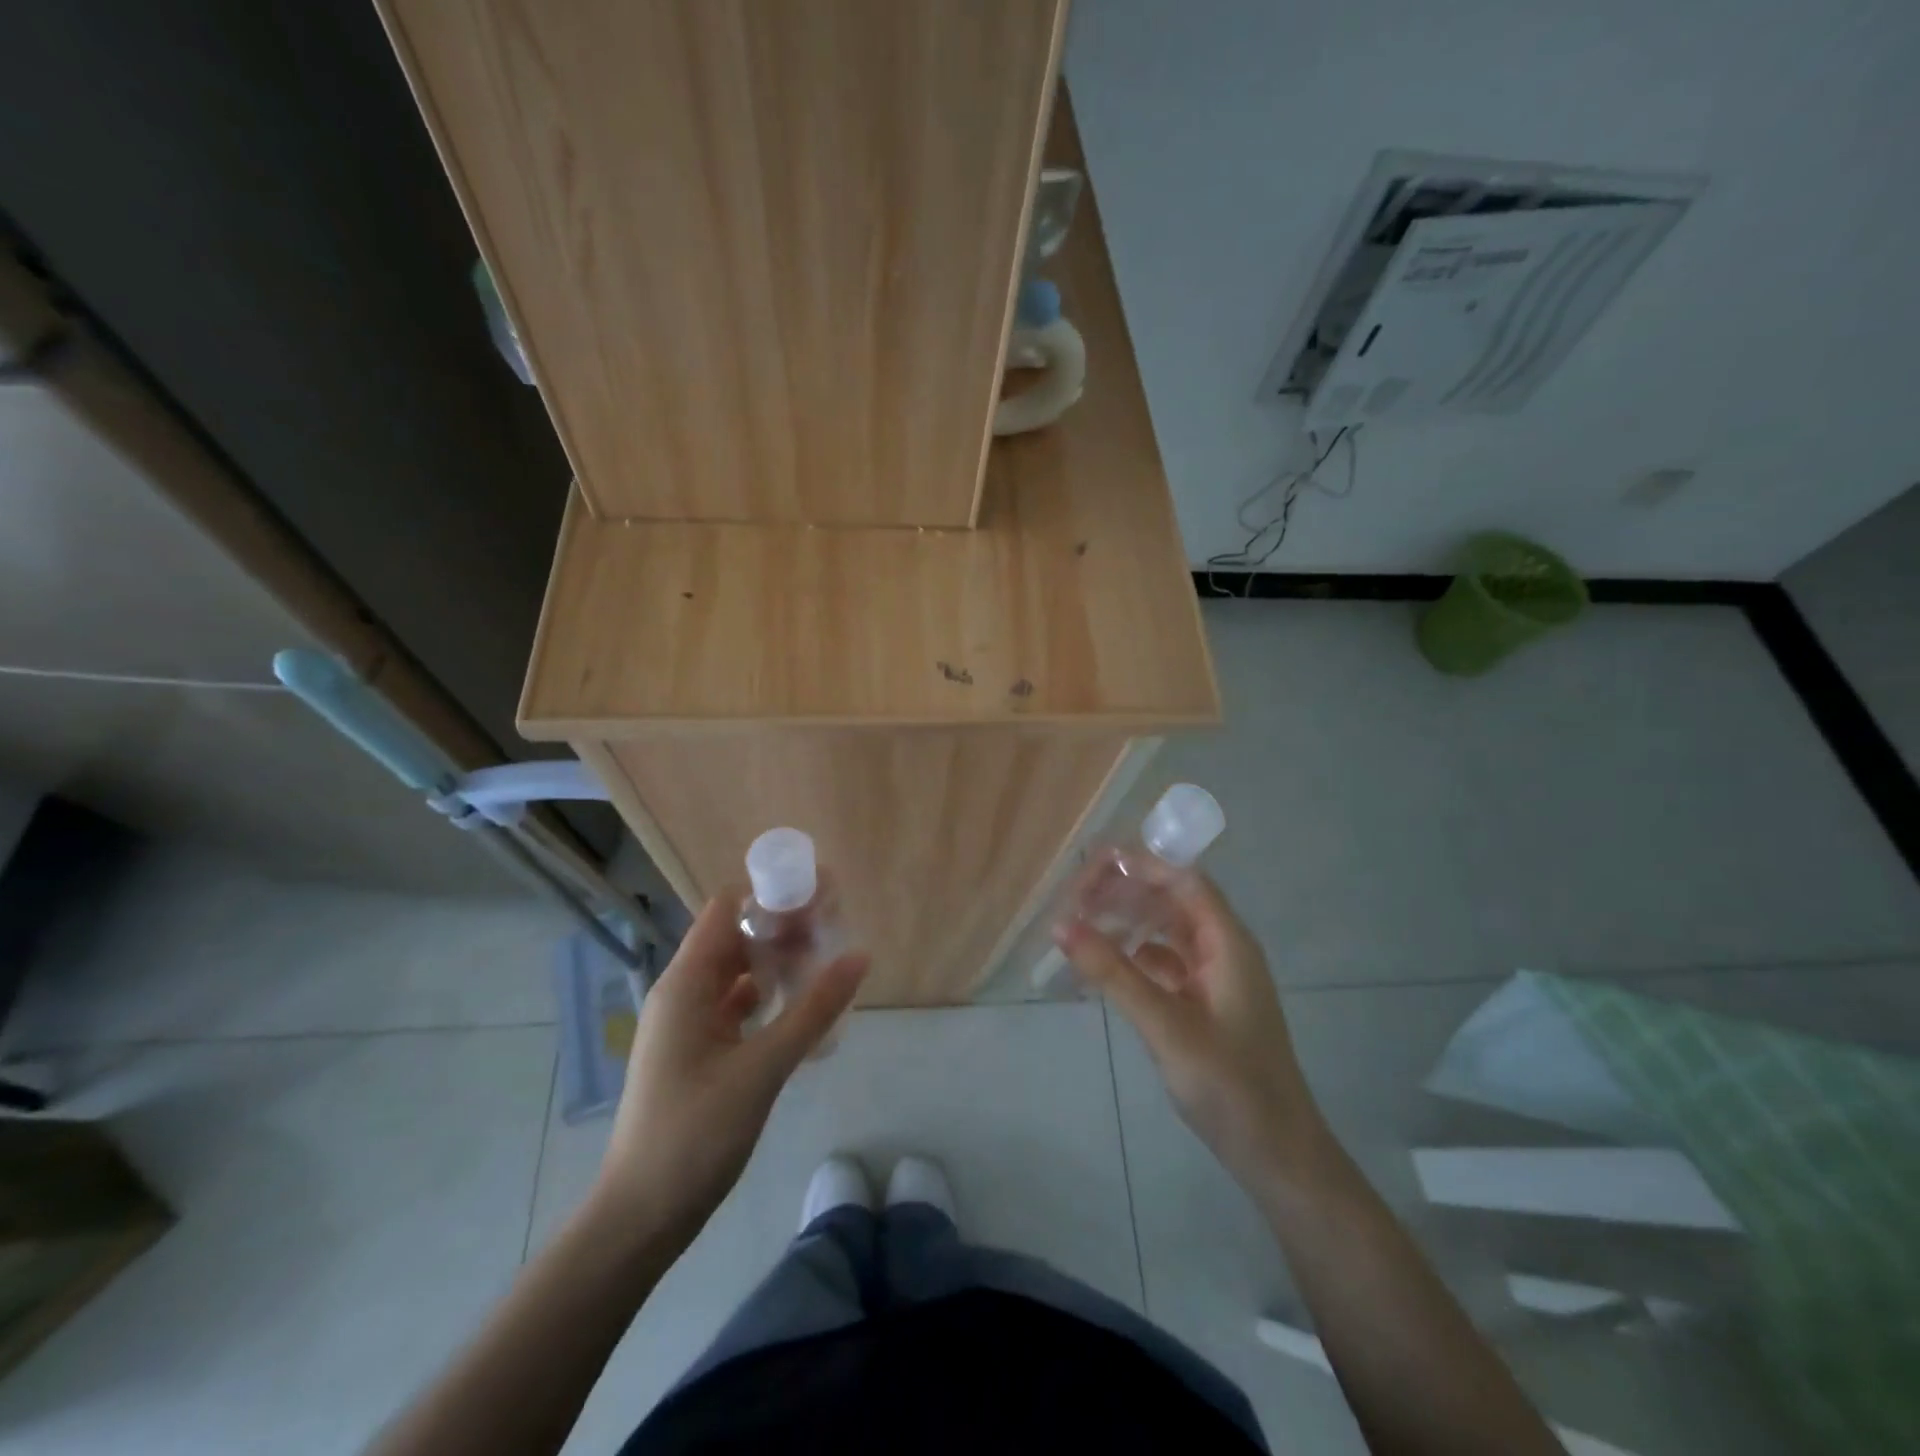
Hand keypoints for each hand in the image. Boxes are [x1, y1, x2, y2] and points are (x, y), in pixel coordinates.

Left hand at [595, 895, 867, 1243]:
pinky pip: (738, 1008)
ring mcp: (689, 1024)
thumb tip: (859, 955)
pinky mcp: (698, 1052)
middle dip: (784, 928)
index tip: (819, 895)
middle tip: (836, 928)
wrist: (641, 1216)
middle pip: (736, 938)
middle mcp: (683, 993)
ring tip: (828, 961)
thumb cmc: (695, 1134)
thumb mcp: (762, 1068)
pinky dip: (770, 999)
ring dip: (779, 964)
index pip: (727, 909)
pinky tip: (804, 1008)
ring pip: (738, 974)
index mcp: (686, 984)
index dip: (771, 894)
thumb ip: (813, 1010)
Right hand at [1054, 873, 1325, 1188]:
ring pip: (1165, 930)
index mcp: (1228, 942)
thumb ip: (1114, 973)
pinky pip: (1164, 962)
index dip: (1138, 865)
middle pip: (1171, 899)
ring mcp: (1214, 977)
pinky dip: (1132, 956)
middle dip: (1124, 891)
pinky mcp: (1203, 1003)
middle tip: (1073, 899)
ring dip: (1126, 921)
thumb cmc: (1230, 1085)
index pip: (1182, 879)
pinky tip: (1103, 965)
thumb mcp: (1166, 1025)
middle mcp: (1223, 949)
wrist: (1276, 1154)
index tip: (1089, 869)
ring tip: (1080, 924)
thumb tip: (1061, 925)